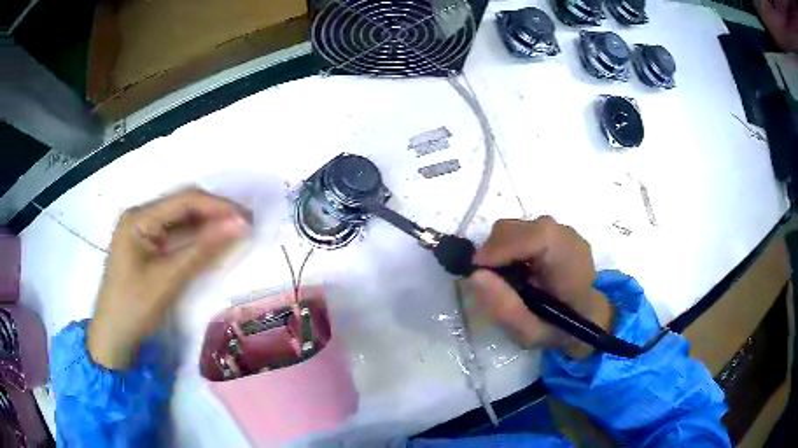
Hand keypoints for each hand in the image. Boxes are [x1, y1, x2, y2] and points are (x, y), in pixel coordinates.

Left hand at [88, 189, 250, 369]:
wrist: (114, 338)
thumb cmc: (134, 308)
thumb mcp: (168, 280)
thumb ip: (202, 250)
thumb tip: (240, 225)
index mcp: (138, 217)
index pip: (184, 200)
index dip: (218, 206)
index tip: (247, 218)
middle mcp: (140, 216)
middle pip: (182, 205)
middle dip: (214, 212)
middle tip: (246, 225)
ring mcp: (142, 231)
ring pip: (181, 220)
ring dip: (207, 225)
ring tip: (236, 232)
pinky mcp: (147, 246)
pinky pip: (175, 235)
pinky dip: (196, 239)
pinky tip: (213, 243)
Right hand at [468, 217, 613, 357]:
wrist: (588, 316)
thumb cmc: (560, 329)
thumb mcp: (530, 334)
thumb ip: (505, 309)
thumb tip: (475, 276)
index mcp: (570, 263)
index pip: (535, 237)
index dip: (500, 248)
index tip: (477, 271)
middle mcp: (567, 236)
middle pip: (517, 229)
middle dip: (493, 252)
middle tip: (490, 282)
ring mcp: (561, 229)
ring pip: (516, 228)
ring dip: (501, 250)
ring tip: (507, 279)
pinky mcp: (554, 229)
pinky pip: (522, 231)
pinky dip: (510, 248)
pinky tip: (519, 270)